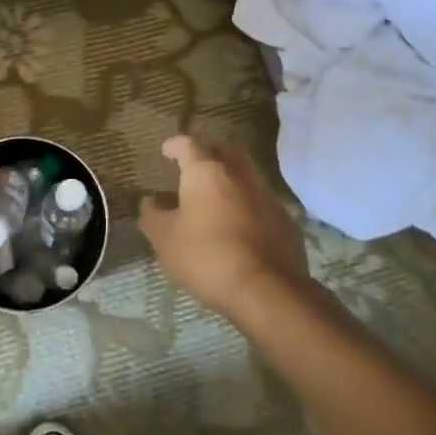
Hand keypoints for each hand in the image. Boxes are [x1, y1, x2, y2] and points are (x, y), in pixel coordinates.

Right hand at [140, 135, 308, 319]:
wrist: (267, 290)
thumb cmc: (207, 256)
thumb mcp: (165, 239)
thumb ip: (153, 216)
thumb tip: (150, 202)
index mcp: (207, 171)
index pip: (188, 144)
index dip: (175, 145)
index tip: (166, 151)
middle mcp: (240, 174)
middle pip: (225, 150)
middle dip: (209, 152)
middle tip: (194, 165)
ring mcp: (267, 196)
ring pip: (247, 175)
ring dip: (230, 179)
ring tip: (214, 198)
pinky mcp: (285, 221)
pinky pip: (261, 202)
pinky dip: (246, 204)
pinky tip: (237, 225)